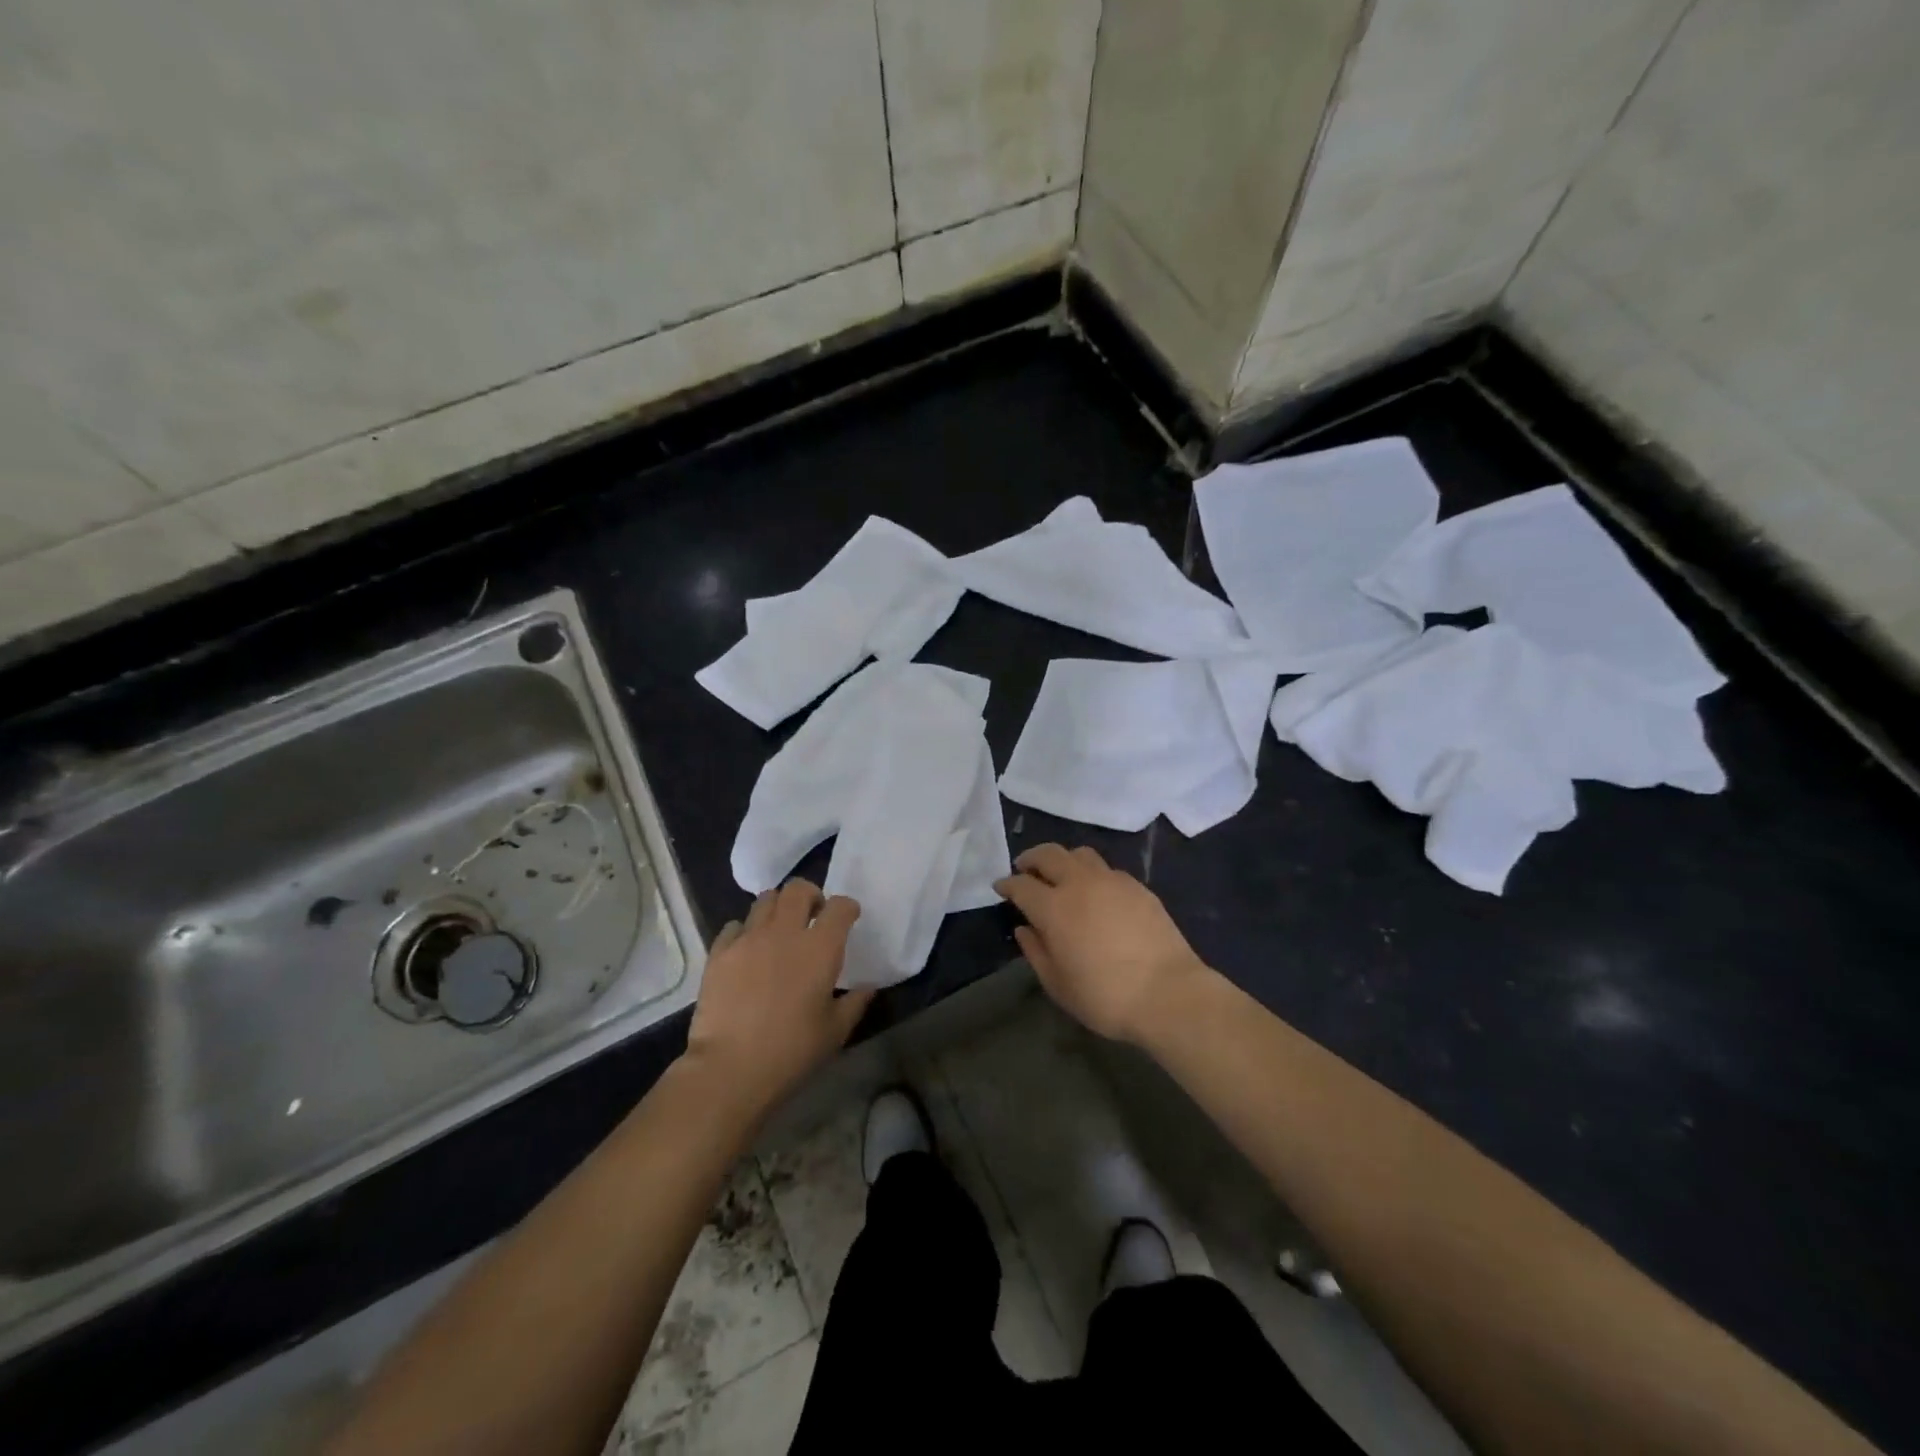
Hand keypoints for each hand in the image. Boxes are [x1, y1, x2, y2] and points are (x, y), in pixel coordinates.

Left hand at [683, 880, 873, 1125]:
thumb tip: (868, 988)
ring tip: (779, 930)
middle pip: (798, 889)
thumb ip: (854, 1003)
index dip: (847, 908)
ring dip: (778, 908)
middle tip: (812, 916)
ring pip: (765, 900)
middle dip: (810, 896)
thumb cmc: (791, 1051)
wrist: (730, 1069)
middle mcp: (785, 932)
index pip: (840, 906)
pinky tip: (747, 951)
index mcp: (820, 948)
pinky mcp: (720, 952)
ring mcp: (749, 939)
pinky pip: (735, 926)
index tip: (848, 919)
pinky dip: (745, 931)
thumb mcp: (835, 1032)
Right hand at [994, 844, 1206, 1045]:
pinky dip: (1092, 873)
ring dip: (1063, 860)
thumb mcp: (1058, 985)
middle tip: (1024, 868)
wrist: (1169, 993)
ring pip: (1080, 854)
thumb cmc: (1105, 997)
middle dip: (1031, 858)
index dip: (1007, 884)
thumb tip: (1024, 928)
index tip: (1000, 887)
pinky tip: (1095, 892)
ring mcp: (1111, 880)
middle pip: (1049, 854)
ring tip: (1060, 875)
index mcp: (1054, 908)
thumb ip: (1036, 952)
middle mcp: (1079, 884)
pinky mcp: (1137, 886)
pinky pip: (1106, 869)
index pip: (1021, 884)